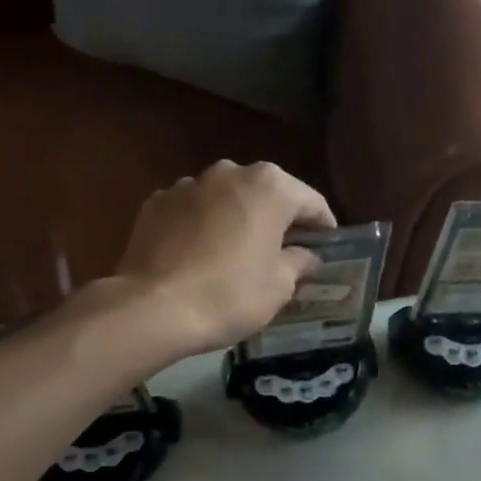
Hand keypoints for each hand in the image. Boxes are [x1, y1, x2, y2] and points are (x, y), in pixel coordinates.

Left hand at [110, 160, 336, 355]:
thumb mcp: (279, 286)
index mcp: (270, 187)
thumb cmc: (230, 295)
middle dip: (278, 218)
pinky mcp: (157, 202)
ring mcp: (189, 184)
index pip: (311, 202)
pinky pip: (193, 210)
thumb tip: (305, 256)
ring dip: (237, 218)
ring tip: (238, 252)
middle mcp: (230, 173)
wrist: (153, 308)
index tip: (327, 247)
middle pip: (267, 193)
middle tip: (285, 250)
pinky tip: (201, 255)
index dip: (323, 227)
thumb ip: (298, 262)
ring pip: (226, 198)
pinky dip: (202, 225)